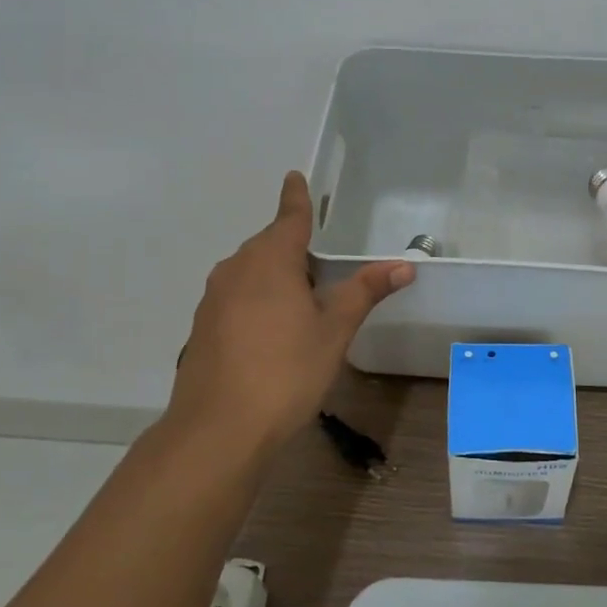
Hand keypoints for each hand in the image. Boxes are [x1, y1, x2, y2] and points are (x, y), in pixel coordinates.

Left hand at [164, 172, 413, 451]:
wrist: (218, 430)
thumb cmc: (286, 371)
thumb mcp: (334, 331)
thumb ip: (364, 293)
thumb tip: (403, 265)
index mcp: (271, 261)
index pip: (289, 218)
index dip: (296, 198)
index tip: (294, 176)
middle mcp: (236, 270)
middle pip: (268, 245)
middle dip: (293, 246)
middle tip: (322, 263)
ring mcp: (214, 299)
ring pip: (249, 272)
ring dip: (274, 275)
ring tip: (302, 300)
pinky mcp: (202, 328)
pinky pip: (235, 297)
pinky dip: (256, 299)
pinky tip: (271, 331)